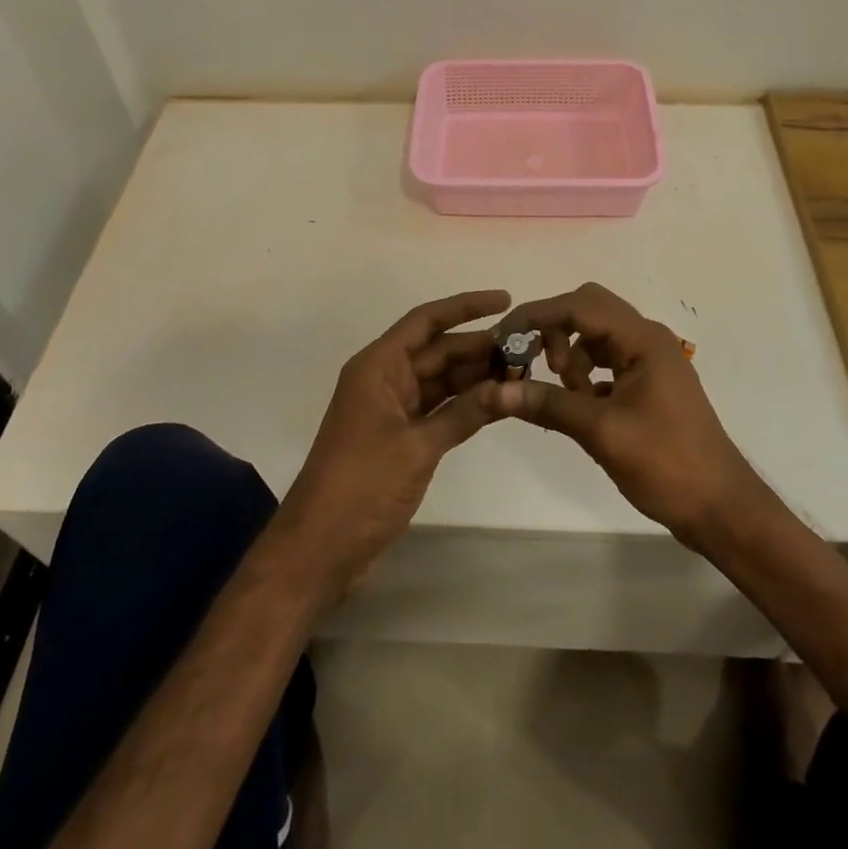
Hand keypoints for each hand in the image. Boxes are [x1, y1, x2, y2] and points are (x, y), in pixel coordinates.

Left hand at [274, 290, 510, 604]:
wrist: (319, 549)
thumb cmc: (361, 486)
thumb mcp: (417, 447)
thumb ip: (464, 413)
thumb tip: (509, 386)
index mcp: (378, 366)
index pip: (426, 321)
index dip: (465, 306)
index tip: (506, 299)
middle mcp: (385, 379)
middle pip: (438, 350)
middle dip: (479, 346)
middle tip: (528, 346)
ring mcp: (392, 409)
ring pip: (441, 380)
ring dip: (476, 376)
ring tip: (523, 370)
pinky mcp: (400, 438)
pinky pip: (439, 409)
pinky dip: (466, 406)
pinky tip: (500, 403)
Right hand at [491, 282, 765, 546]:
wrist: (720, 508)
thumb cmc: (666, 464)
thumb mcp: (602, 432)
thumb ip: (548, 404)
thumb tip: (493, 391)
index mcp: (642, 339)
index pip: (579, 305)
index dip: (537, 316)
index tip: (503, 337)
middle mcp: (647, 338)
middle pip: (588, 309)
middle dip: (555, 331)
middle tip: (538, 366)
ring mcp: (651, 360)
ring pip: (596, 334)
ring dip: (571, 353)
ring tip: (565, 393)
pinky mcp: (649, 382)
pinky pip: (607, 359)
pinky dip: (586, 373)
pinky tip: (580, 405)